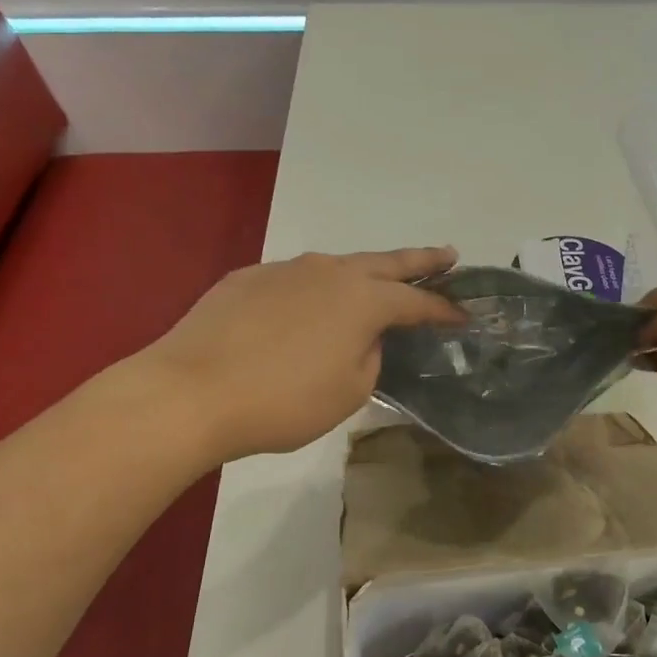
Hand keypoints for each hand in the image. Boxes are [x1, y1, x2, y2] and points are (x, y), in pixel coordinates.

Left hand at [139, 247, 462, 464]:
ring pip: (336, 267)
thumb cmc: (283, 401)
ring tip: (373, 287)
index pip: (417, 303)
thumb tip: (363, 340)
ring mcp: (285, 270)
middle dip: (421, 261)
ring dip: (362, 275)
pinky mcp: (247, 278)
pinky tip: (304, 312)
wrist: (191, 392)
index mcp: (363, 300)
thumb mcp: (349, 392)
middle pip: (386, 262)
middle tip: (447, 255)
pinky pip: (295, 281)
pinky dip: (313, 292)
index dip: (444, 310)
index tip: (465, 316)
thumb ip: (370, 357)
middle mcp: (329, 272)